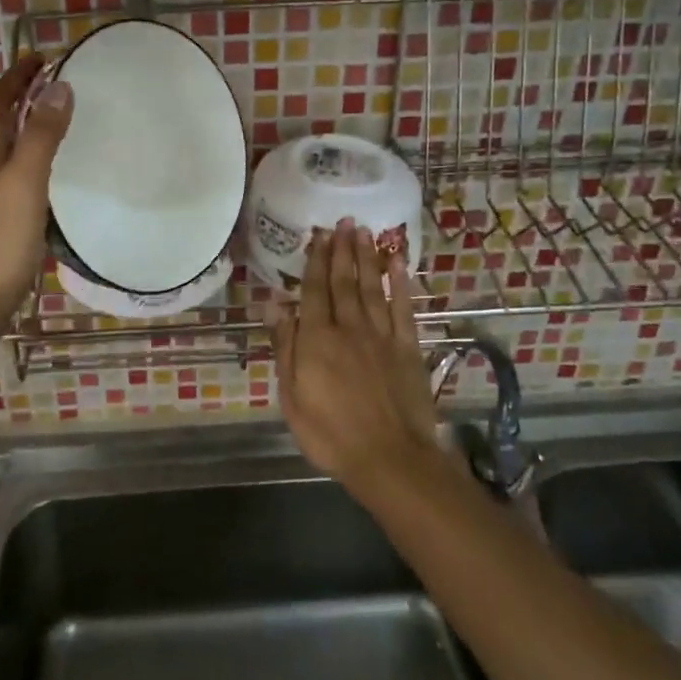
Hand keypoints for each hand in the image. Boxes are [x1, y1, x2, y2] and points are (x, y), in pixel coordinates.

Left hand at [0, 55, 73, 347]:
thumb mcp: (25, 182)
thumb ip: (41, 135)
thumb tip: (57, 86)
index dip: (19, 74)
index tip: (44, 56)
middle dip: (23, 95)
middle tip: (57, 83)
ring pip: (3, 146)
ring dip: (26, 126)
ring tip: (57, 119)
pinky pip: (9, 172)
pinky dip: (28, 157)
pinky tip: (47, 175)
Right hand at [271, 219, 442, 496]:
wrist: (390, 458)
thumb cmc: (331, 433)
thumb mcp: (292, 396)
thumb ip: (285, 347)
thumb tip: (273, 304)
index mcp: (317, 339)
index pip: (314, 290)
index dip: (315, 260)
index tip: (318, 235)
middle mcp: (349, 327)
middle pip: (344, 281)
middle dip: (342, 249)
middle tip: (343, 221)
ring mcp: (381, 335)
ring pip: (372, 286)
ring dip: (367, 257)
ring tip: (365, 231)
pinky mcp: (407, 347)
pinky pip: (402, 307)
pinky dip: (400, 283)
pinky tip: (398, 263)